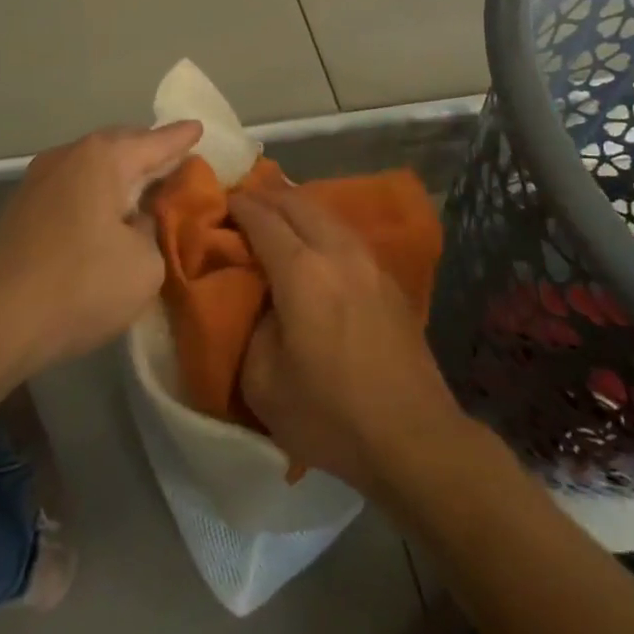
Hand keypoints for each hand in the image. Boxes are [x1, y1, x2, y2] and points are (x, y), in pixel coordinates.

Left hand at [0, 122, 201, 370]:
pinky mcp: (21, 208)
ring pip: (92, 166)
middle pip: (120, 145)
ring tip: (144, 190)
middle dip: (149, 152)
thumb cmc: (81, 285)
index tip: (199, 127)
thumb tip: (135, 221)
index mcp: (104, 158)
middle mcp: (69, 156)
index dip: (181, 138)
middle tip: (176, 163)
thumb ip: (152, 231)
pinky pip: (72, 187)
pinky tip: (106, 215)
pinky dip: (96, 193)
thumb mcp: (145, 264)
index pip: (156, 141)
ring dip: (119, 175)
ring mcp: (38, 180)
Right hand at [234, 187, 462, 495]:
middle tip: (244, 203)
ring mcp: (369, 262)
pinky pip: (346, 234)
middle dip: (267, 196)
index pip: (263, 218)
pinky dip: (321, 226)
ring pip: (327, 214)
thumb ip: (252, 328)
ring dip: (297, 207)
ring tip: (277, 216)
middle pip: (298, 202)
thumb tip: (263, 300)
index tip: (220, 202)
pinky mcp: (389, 279)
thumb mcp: (263, 383)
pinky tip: (315, 243)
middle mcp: (337, 252)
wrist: (413, 437)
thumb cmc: (331, 415)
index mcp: (302, 272)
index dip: (239, 205)